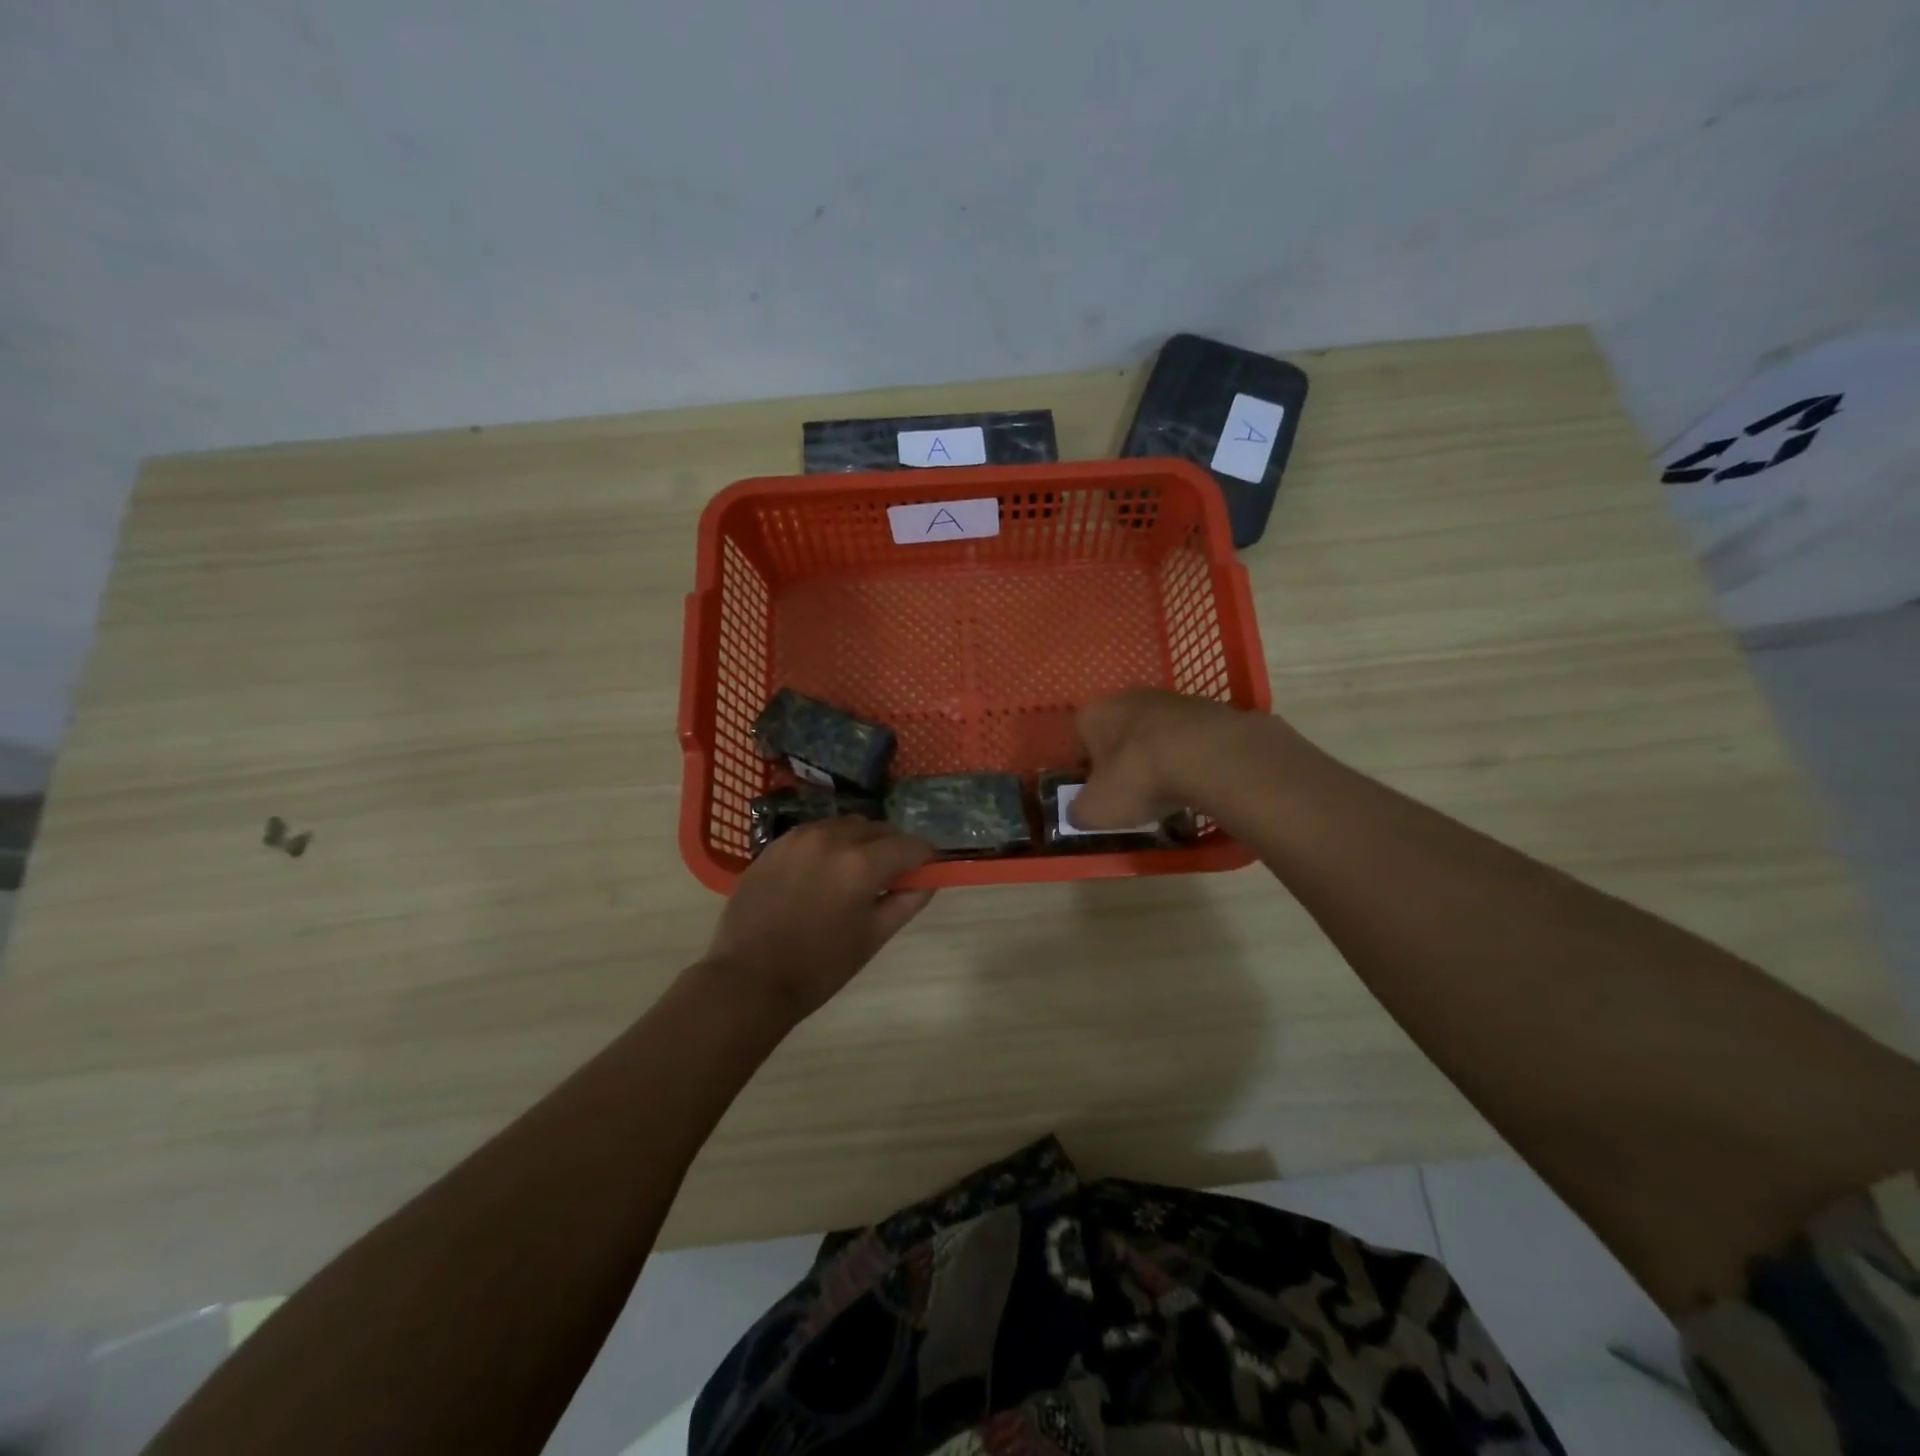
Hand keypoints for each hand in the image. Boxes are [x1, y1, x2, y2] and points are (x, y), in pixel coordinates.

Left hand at [705, 817, 935, 1020]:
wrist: (749, 979)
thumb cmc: (819, 967)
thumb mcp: (873, 937)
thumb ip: (908, 901)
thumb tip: (929, 879)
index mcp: (861, 864)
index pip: (909, 845)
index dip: (924, 857)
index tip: (925, 871)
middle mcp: (832, 839)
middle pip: (878, 829)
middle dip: (892, 847)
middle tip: (890, 876)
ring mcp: (799, 837)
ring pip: (845, 826)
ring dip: (859, 842)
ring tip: (853, 873)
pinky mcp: (775, 844)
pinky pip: (815, 833)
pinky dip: (828, 845)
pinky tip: (821, 873)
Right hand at [1070, 689, 1253, 829]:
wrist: (1210, 756)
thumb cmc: (1138, 779)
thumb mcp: (1096, 810)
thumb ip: (1079, 812)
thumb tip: (1078, 814)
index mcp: (1094, 714)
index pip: (1080, 740)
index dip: (1087, 770)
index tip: (1100, 794)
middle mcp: (1127, 697)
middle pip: (1118, 733)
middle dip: (1123, 761)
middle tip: (1132, 794)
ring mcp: (1170, 699)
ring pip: (1154, 733)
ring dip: (1157, 757)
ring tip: (1169, 791)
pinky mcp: (1207, 708)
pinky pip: (1188, 737)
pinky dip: (1188, 756)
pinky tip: (1196, 780)